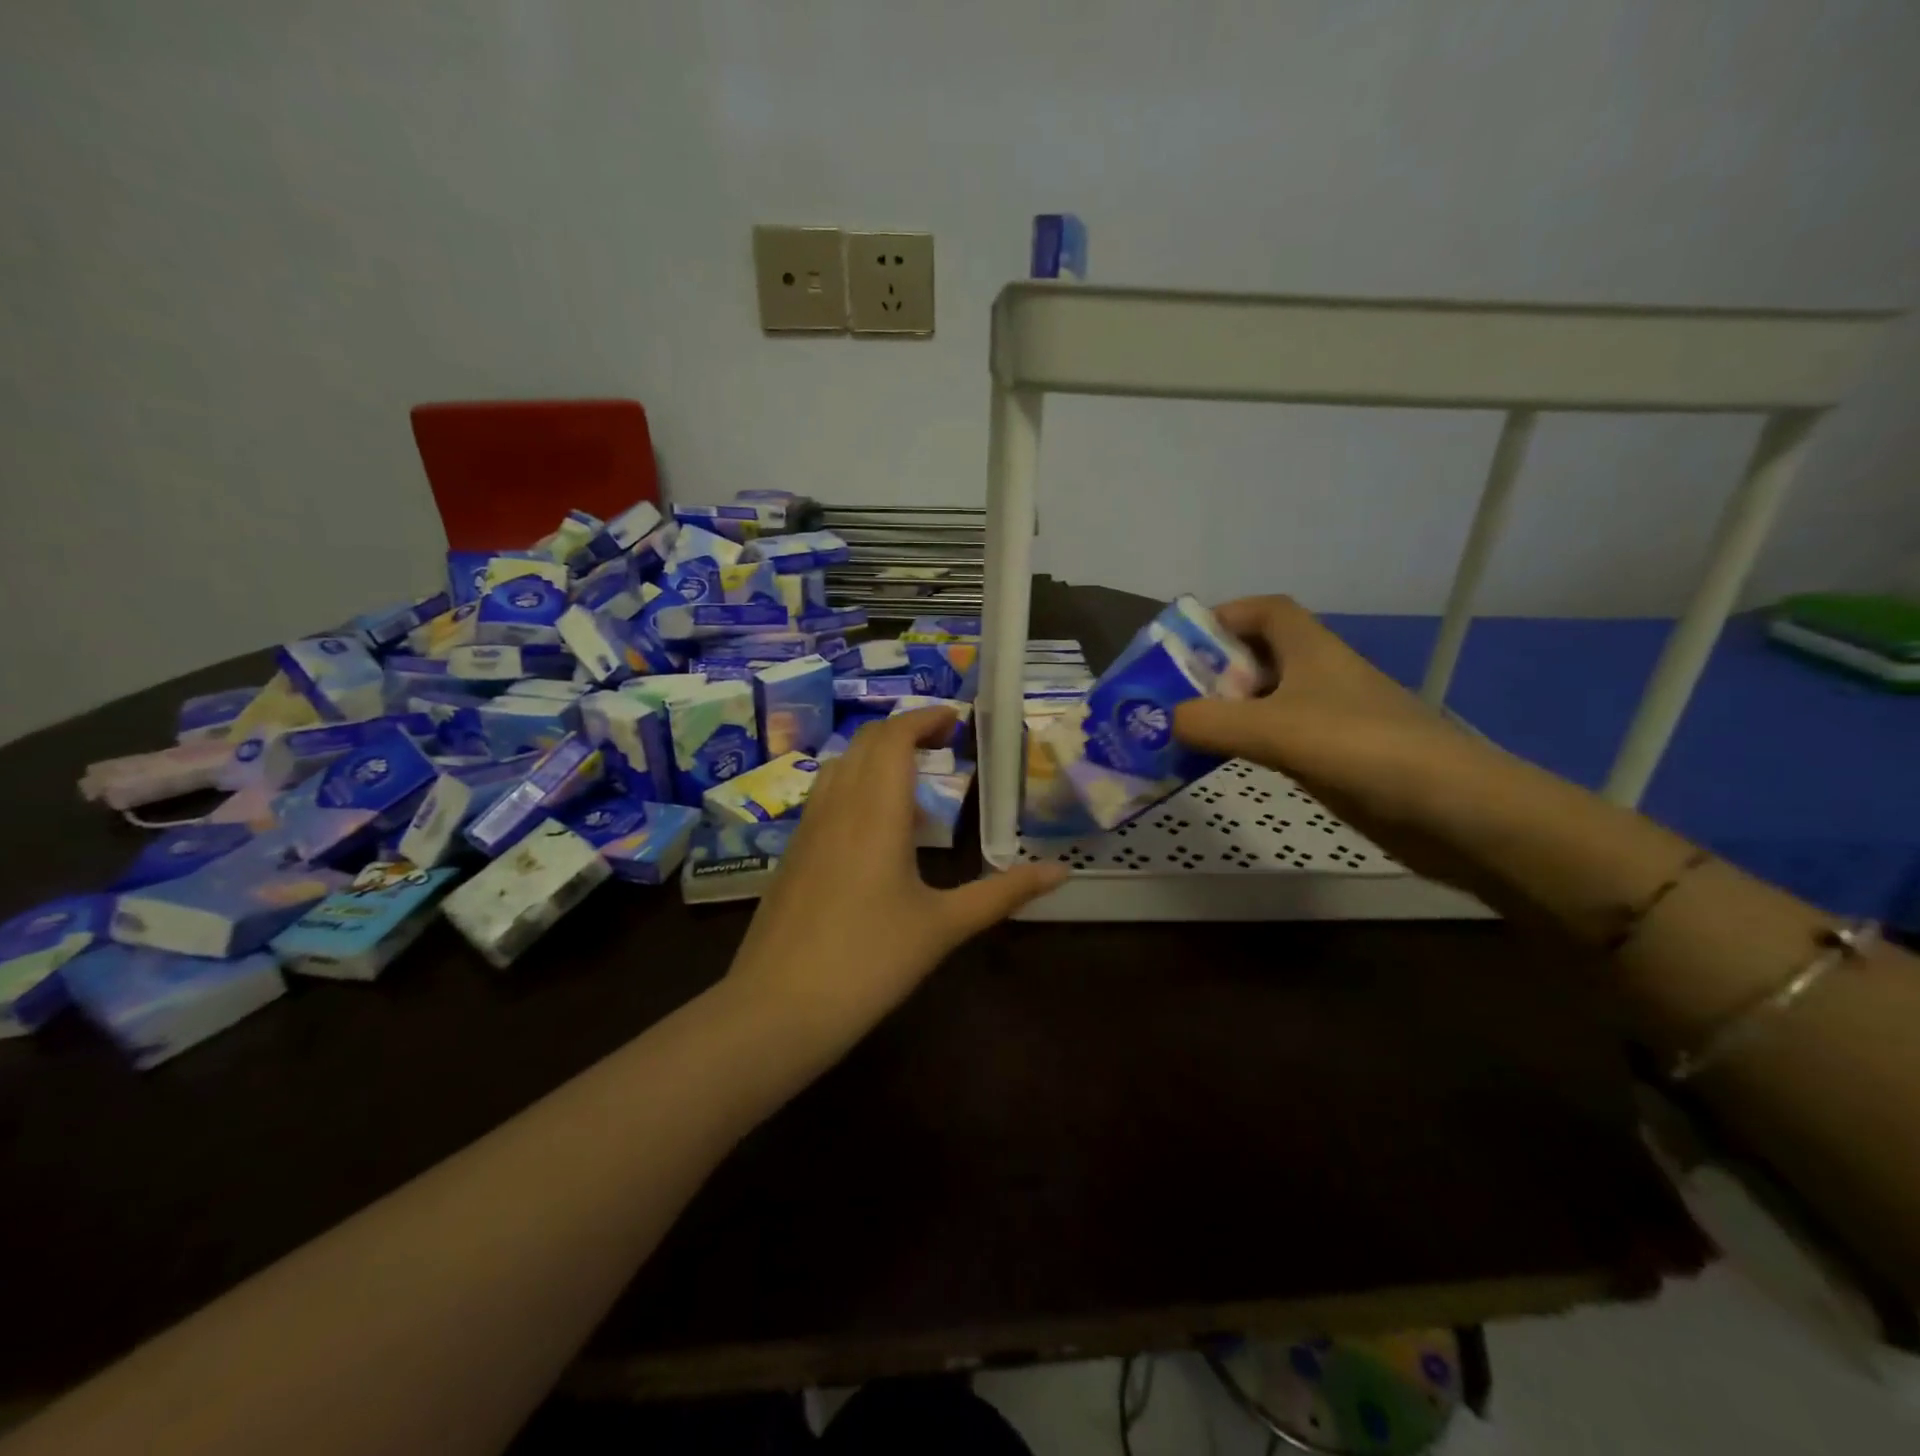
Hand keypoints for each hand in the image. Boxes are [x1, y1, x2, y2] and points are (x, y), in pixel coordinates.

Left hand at [726, 708, 1066, 1050]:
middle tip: (944, 743)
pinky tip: (878, 832)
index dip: (925, 718)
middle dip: (906, 730)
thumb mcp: (943, 927)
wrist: (777, 1009)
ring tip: (915, 785)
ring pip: (842, 766)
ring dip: (878, 757)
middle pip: (867, 742)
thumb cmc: (869, 963)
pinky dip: (856, 787)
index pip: (895, 737)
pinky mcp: (791, 853)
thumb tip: (1060, 872)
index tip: (956, 720)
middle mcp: (838, 806)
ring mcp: (807, 828)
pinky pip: (826, 796)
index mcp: (876, 812)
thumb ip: (1002, 893)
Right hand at [1172, 596, 1504, 887]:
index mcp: (1313, 650)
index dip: (1226, 615)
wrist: (1453, 811)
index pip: (1267, 611)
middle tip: (1170, 695)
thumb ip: (1211, 722)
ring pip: (1268, 701)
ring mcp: (1331, 719)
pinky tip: (1224, 762)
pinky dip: (1248, 743)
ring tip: (1184, 731)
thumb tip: (1167, 722)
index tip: (1183, 642)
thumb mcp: (1275, 729)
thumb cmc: (1362, 749)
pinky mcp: (1336, 758)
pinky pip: (1279, 738)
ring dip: (1228, 710)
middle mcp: (1321, 676)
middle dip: (1214, 669)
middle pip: (1261, 656)